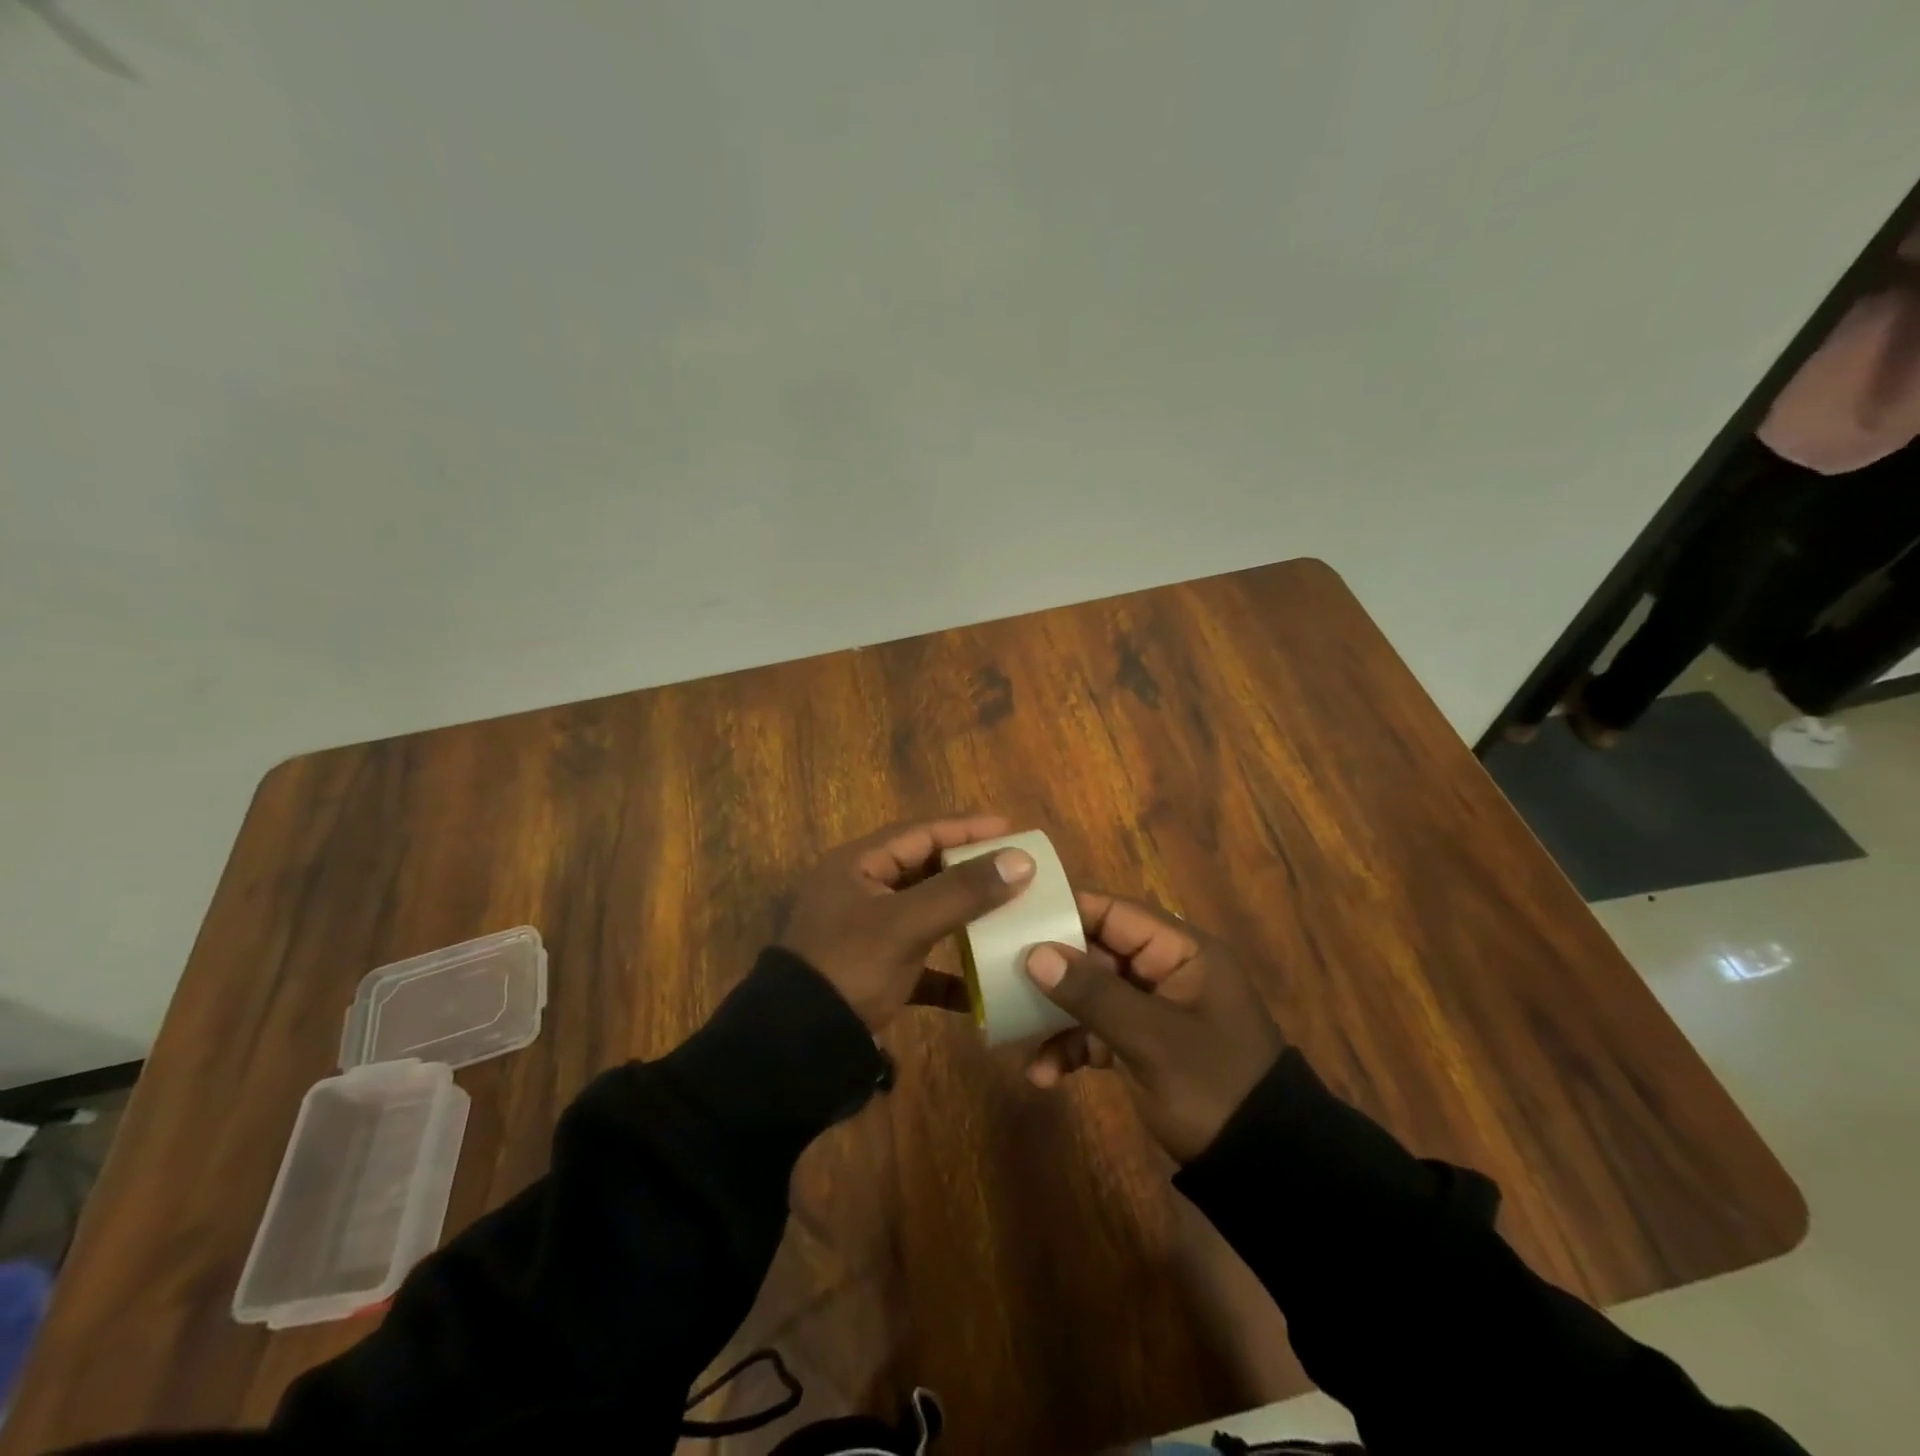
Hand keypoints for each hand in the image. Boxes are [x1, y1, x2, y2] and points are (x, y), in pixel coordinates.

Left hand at [779, 816, 1035, 1030]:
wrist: (796, 1047)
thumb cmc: (850, 967)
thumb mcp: (906, 924)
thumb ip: (962, 891)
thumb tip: (1021, 859)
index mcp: (857, 865)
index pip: (921, 832)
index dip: (967, 828)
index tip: (1011, 828)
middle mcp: (859, 890)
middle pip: (924, 869)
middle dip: (969, 870)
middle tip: (1013, 868)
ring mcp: (864, 933)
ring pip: (924, 913)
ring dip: (962, 917)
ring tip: (1006, 914)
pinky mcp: (872, 972)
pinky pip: (919, 961)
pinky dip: (948, 971)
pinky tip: (980, 986)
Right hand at [1022, 893, 1284, 1161]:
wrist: (1262, 1169)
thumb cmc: (1213, 1087)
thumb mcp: (1152, 1040)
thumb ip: (1094, 993)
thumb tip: (1034, 954)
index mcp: (1181, 952)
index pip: (1114, 913)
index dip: (1065, 912)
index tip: (1013, 920)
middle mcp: (1164, 970)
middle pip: (1095, 952)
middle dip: (1050, 971)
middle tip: (1000, 980)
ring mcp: (1151, 1009)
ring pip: (1089, 994)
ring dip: (1054, 1016)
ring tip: (1014, 1035)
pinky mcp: (1141, 1044)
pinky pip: (1096, 1031)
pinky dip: (1071, 1048)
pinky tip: (1044, 1075)